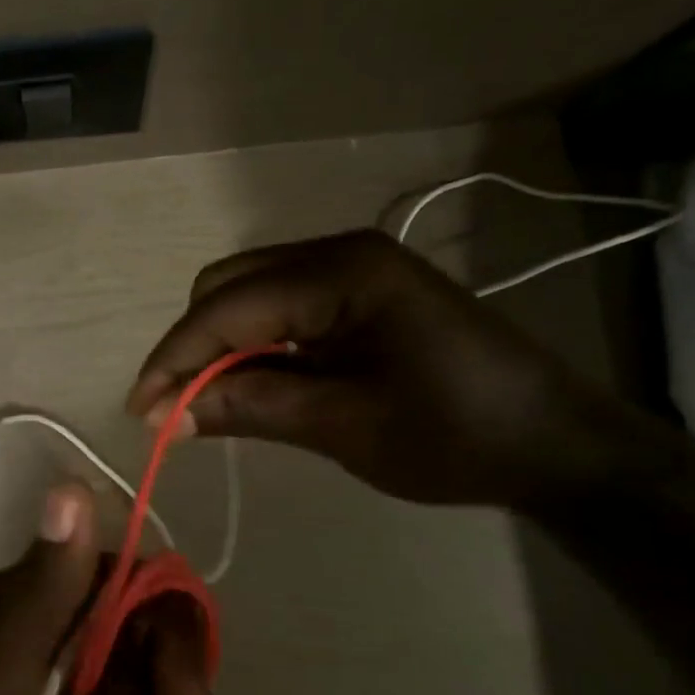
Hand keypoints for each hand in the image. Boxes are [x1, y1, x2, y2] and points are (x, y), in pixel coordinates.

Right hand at [126, 230, 623, 507]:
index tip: (139, 411)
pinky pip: (279, 307)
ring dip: (217, 344)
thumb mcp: (344, 426)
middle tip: (174, 409)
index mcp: (341, 272)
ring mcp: (349, 268)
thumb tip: (168, 414)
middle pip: (228, 285)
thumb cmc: (456, 435)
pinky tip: (246, 383)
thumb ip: (250, 406)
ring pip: (248, 293)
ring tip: (202, 401)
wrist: (555, 443)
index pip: (227, 307)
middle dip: (191, 345)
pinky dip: (251, 344)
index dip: (174, 358)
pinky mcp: (357, 293)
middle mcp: (338, 252)